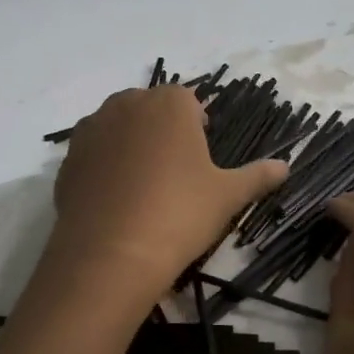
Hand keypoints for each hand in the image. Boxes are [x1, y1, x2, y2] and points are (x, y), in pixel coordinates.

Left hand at [49, 86, 288, 295]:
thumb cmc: (180, 212)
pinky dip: (104, 169)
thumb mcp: (228, 195)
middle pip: (149, 109)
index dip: (198, 125)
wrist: (112, 253)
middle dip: (162, 131)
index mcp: (169, 103)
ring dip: (130, 146)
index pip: (188, 100)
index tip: (202, 156)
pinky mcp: (67, 161)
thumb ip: (257, 176)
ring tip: (143, 187)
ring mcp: (90, 130)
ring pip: (117, 129)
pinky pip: (92, 156)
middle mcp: (125, 105)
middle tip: (175, 172)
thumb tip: (286, 166)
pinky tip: (116, 202)